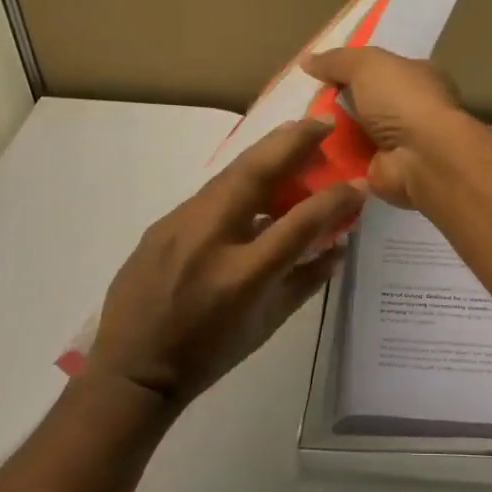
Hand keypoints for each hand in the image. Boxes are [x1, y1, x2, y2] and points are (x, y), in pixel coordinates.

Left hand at [87, 118, 363, 406]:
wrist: (133, 369)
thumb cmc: (209, 354)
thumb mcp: (267, 324)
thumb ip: (306, 281)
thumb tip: (339, 246)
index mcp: (243, 275)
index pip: (299, 223)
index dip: (335, 199)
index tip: (359, 182)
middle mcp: (209, 239)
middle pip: (256, 174)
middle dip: (293, 141)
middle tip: (322, 122)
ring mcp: (178, 226)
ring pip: (229, 176)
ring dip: (265, 154)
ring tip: (293, 140)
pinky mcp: (160, 224)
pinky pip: (208, 195)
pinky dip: (238, 182)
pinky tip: (253, 183)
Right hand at [302, 48, 468, 209]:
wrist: (420, 158)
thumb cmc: (402, 101)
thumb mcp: (367, 65)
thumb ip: (337, 60)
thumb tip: (307, 60)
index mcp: (419, 76)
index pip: (383, 69)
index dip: (353, 69)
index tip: (320, 73)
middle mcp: (413, 108)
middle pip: (366, 102)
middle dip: (337, 103)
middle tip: (301, 103)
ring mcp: (400, 143)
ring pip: (356, 133)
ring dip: (330, 132)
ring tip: (296, 128)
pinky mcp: (385, 170)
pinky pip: (351, 161)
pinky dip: (332, 159)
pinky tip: (305, 154)